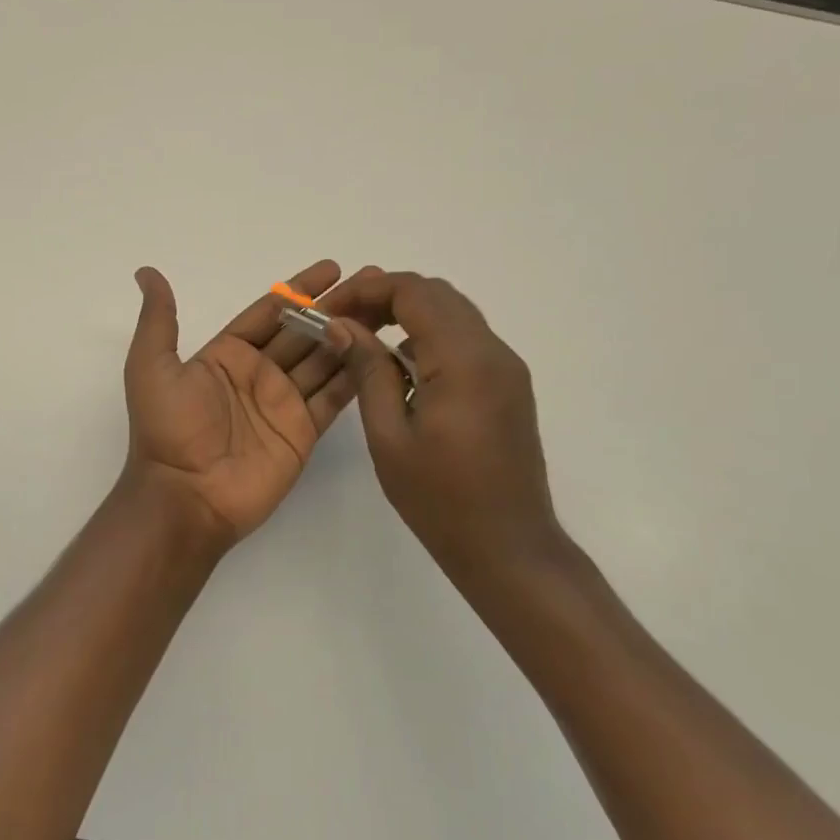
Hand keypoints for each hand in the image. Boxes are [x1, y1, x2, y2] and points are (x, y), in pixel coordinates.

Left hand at [121, 259, 389, 552]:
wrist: (185, 497)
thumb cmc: (167, 430)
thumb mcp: (151, 366)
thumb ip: (158, 319)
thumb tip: (145, 271)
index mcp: (227, 354)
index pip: (270, 311)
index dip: (299, 289)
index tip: (332, 268)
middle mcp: (259, 374)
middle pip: (304, 331)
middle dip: (335, 307)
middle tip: (373, 281)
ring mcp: (284, 403)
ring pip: (325, 359)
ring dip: (351, 334)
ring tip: (385, 308)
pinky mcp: (303, 431)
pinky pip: (334, 397)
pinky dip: (355, 376)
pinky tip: (379, 352)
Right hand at [329, 273, 563, 569]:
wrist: (509, 548)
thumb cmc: (441, 500)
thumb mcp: (389, 436)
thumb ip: (368, 370)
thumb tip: (341, 325)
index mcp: (463, 360)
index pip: (413, 292)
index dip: (366, 290)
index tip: (330, 311)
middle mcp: (493, 351)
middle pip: (436, 294)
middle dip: (385, 296)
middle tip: (343, 322)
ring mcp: (507, 367)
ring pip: (453, 313)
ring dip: (407, 314)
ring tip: (364, 339)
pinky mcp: (509, 385)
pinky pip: (466, 340)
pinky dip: (429, 336)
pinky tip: (401, 368)